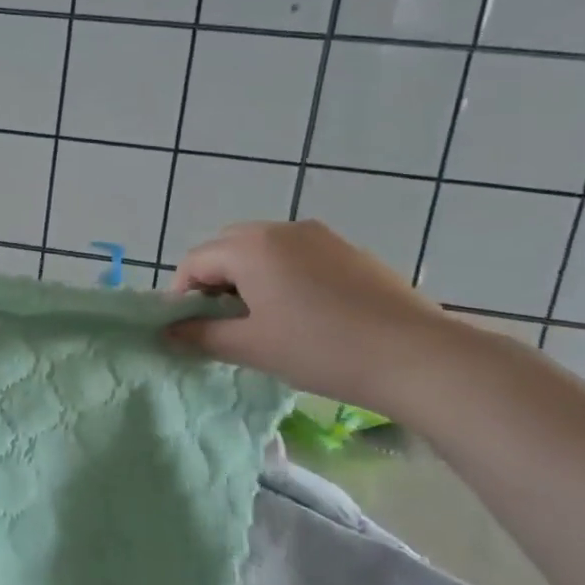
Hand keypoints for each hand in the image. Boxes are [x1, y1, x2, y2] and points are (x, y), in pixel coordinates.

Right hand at [168, 221, 463, 414]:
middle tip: (224, 326)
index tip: (190, 332)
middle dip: (213, 284)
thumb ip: (201, 336)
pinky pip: (296, 256)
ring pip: (263, 251)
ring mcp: (320, 236)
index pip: (194, 262)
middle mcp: (281, 228)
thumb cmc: (321, 349)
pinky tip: (302, 315)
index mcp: (251, 246)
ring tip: (263, 322)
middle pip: (226, 249)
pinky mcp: (349, 251)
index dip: (182, 296)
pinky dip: (281, 278)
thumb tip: (168, 332)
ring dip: (247, 280)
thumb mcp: (252, 346)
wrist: (417, 356)